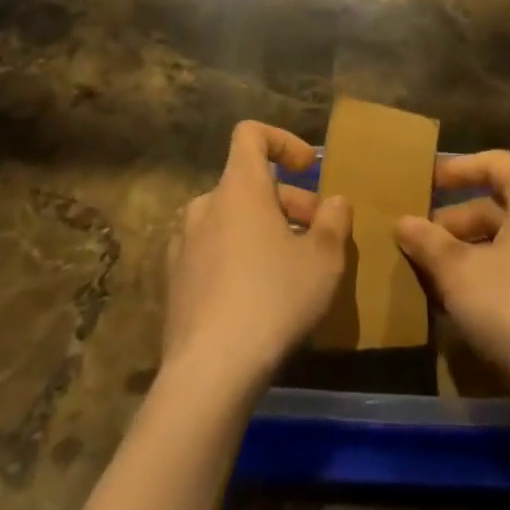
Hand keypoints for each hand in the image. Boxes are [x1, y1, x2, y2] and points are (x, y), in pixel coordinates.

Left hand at [164, 121, 351, 386]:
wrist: (208, 375)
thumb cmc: (272, 300)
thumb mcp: (323, 260)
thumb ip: (335, 221)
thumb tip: (335, 202)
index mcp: (239, 187)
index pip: (251, 134)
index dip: (282, 141)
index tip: (308, 168)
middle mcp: (205, 205)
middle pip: (249, 183)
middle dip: (287, 201)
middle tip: (318, 235)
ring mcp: (184, 245)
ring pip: (232, 220)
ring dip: (263, 230)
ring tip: (292, 268)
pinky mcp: (175, 284)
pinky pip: (213, 252)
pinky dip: (238, 258)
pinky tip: (258, 299)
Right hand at [395, 151, 509, 392]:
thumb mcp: (458, 271)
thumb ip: (428, 242)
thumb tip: (403, 222)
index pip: (495, 163)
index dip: (457, 169)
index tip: (426, 182)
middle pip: (500, 204)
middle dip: (457, 220)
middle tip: (422, 237)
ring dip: (471, 249)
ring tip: (434, 271)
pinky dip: (492, 271)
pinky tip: (462, 300)